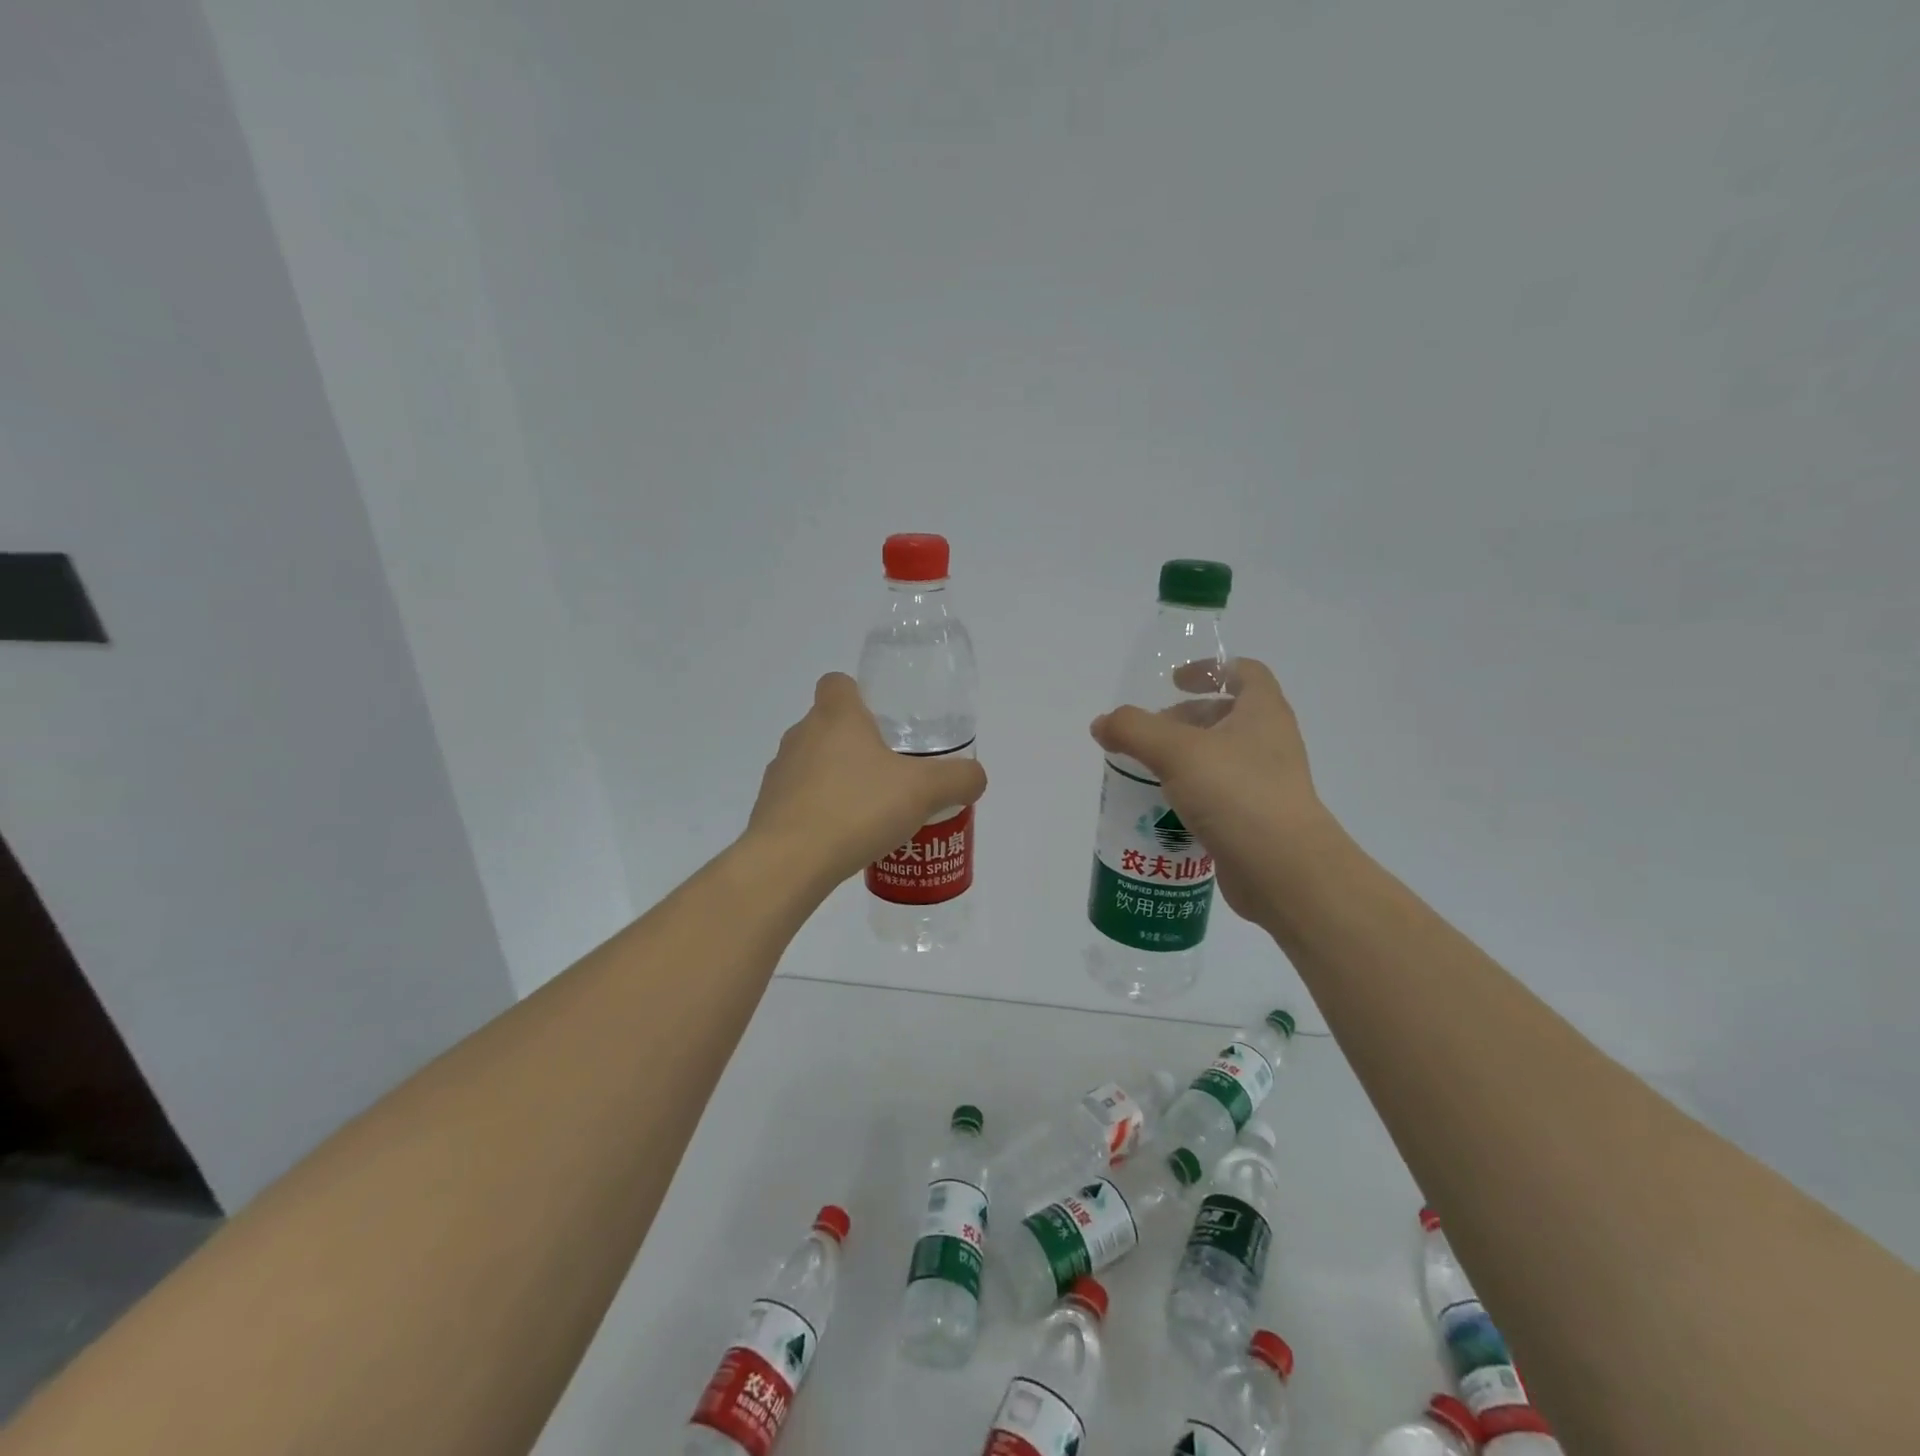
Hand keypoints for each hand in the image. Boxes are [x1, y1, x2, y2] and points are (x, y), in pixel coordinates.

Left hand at [747, 673, 987, 889]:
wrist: (789, 862)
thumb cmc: (857, 809)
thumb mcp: (924, 791)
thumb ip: (958, 778)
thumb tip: (974, 777)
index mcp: (836, 717)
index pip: (837, 683)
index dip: (859, 695)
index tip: (883, 722)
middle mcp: (801, 735)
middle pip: (828, 726)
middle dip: (858, 745)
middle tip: (891, 774)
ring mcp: (780, 773)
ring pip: (813, 764)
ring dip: (838, 780)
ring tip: (871, 812)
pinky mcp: (768, 809)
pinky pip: (801, 800)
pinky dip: (821, 811)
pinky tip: (845, 838)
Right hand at [1090, 657, 1326, 924]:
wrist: (1283, 871)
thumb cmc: (1237, 794)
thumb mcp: (1176, 751)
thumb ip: (1133, 730)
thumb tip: (1102, 723)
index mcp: (1263, 713)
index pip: (1244, 672)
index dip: (1209, 669)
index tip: (1174, 682)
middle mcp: (1269, 743)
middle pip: (1225, 716)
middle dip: (1183, 720)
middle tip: (1147, 735)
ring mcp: (1265, 784)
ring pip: (1218, 759)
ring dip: (1182, 760)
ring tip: (1145, 772)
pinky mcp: (1254, 820)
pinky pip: (1217, 796)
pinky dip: (1189, 796)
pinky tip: (1160, 810)